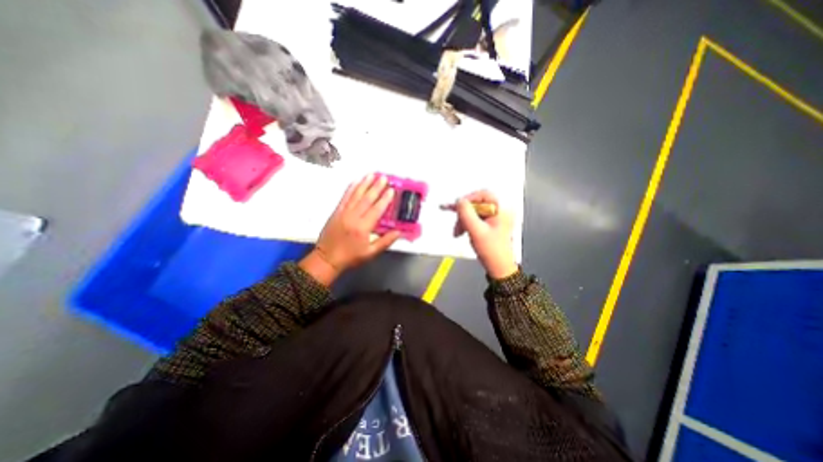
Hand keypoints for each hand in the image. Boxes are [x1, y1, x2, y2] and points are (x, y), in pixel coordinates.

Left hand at [304, 173, 401, 281]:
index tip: (391, 190)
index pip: (376, 210)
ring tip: (371, 175)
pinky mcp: (336, 212)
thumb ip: (386, 241)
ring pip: (355, 195)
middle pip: (366, 199)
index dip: (385, 199)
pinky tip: (355, 181)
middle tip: (383, 177)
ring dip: (364, 184)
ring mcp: (343, 213)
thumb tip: (399, 232)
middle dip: (376, 187)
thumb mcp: (371, 253)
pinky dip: (350, 188)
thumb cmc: (350, 257)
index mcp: (363, 228)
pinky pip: (344, 197)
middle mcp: (353, 217)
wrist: (327, 259)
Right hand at [453, 190, 515, 277]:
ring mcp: (495, 217)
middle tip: (456, 224)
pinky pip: (475, 218)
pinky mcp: (490, 224)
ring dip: (463, 220)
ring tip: (457, 232)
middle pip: (477, 204)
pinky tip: (462, 232)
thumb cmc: (491, 250)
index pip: (484, 194)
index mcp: (502, 209)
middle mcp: (500, 210)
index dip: (469, 198)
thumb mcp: (476, 231)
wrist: (498, 267)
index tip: (458, 207)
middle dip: (464, 214)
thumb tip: (459, 200)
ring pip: (474, 211)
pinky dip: (466, 224)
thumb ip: (466, 214)